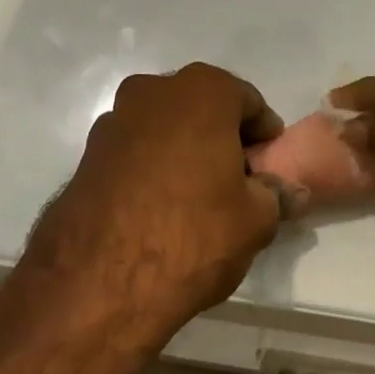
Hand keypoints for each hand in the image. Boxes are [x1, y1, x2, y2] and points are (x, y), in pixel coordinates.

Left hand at [25, 64, 287, 350]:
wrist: (98, 282)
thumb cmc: (193, 234)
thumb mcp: (255, 220)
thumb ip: (275, 195)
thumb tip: (287, 190)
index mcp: (203, 91)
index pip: (248, 102)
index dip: (264, 134)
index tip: (268, 165)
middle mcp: (154, 91)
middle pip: (202, 108)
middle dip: (222, 137)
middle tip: (237, 179)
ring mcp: (114, 120)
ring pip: (165, 127)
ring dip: (183, 150)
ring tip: (196, 196)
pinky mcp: (87, 154)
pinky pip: (135, 151)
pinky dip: (151, 167)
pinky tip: (159, 206)